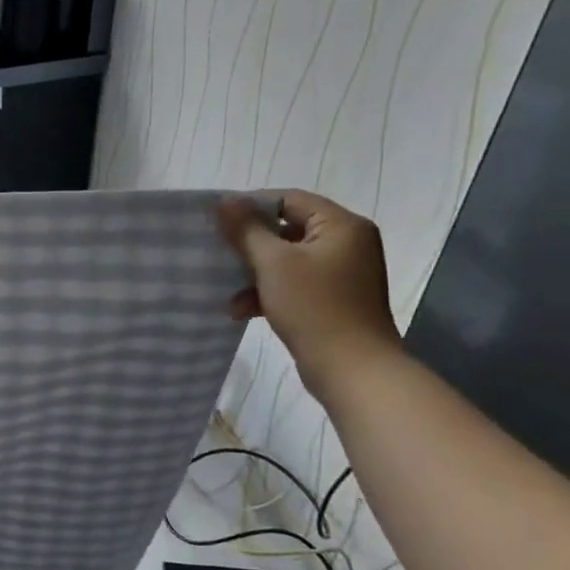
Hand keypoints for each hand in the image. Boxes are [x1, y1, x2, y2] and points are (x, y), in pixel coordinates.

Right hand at [218, 190, 402, 396]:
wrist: (352, 369)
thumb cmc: (314, 307)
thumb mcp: (273, 263)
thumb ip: (246, 229)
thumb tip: (225, 201)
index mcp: (342, 226)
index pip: (289, 199)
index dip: (251, 206)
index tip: (217, 221)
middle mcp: (348, 243)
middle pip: (287, 229)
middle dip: (249, 244)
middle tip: (217, 252)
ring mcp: (342, 273)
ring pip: (286, 259)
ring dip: (254, 272)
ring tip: (227, 290)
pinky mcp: (333, 298)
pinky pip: (294, 283)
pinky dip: (268, 291)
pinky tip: (242, 310)